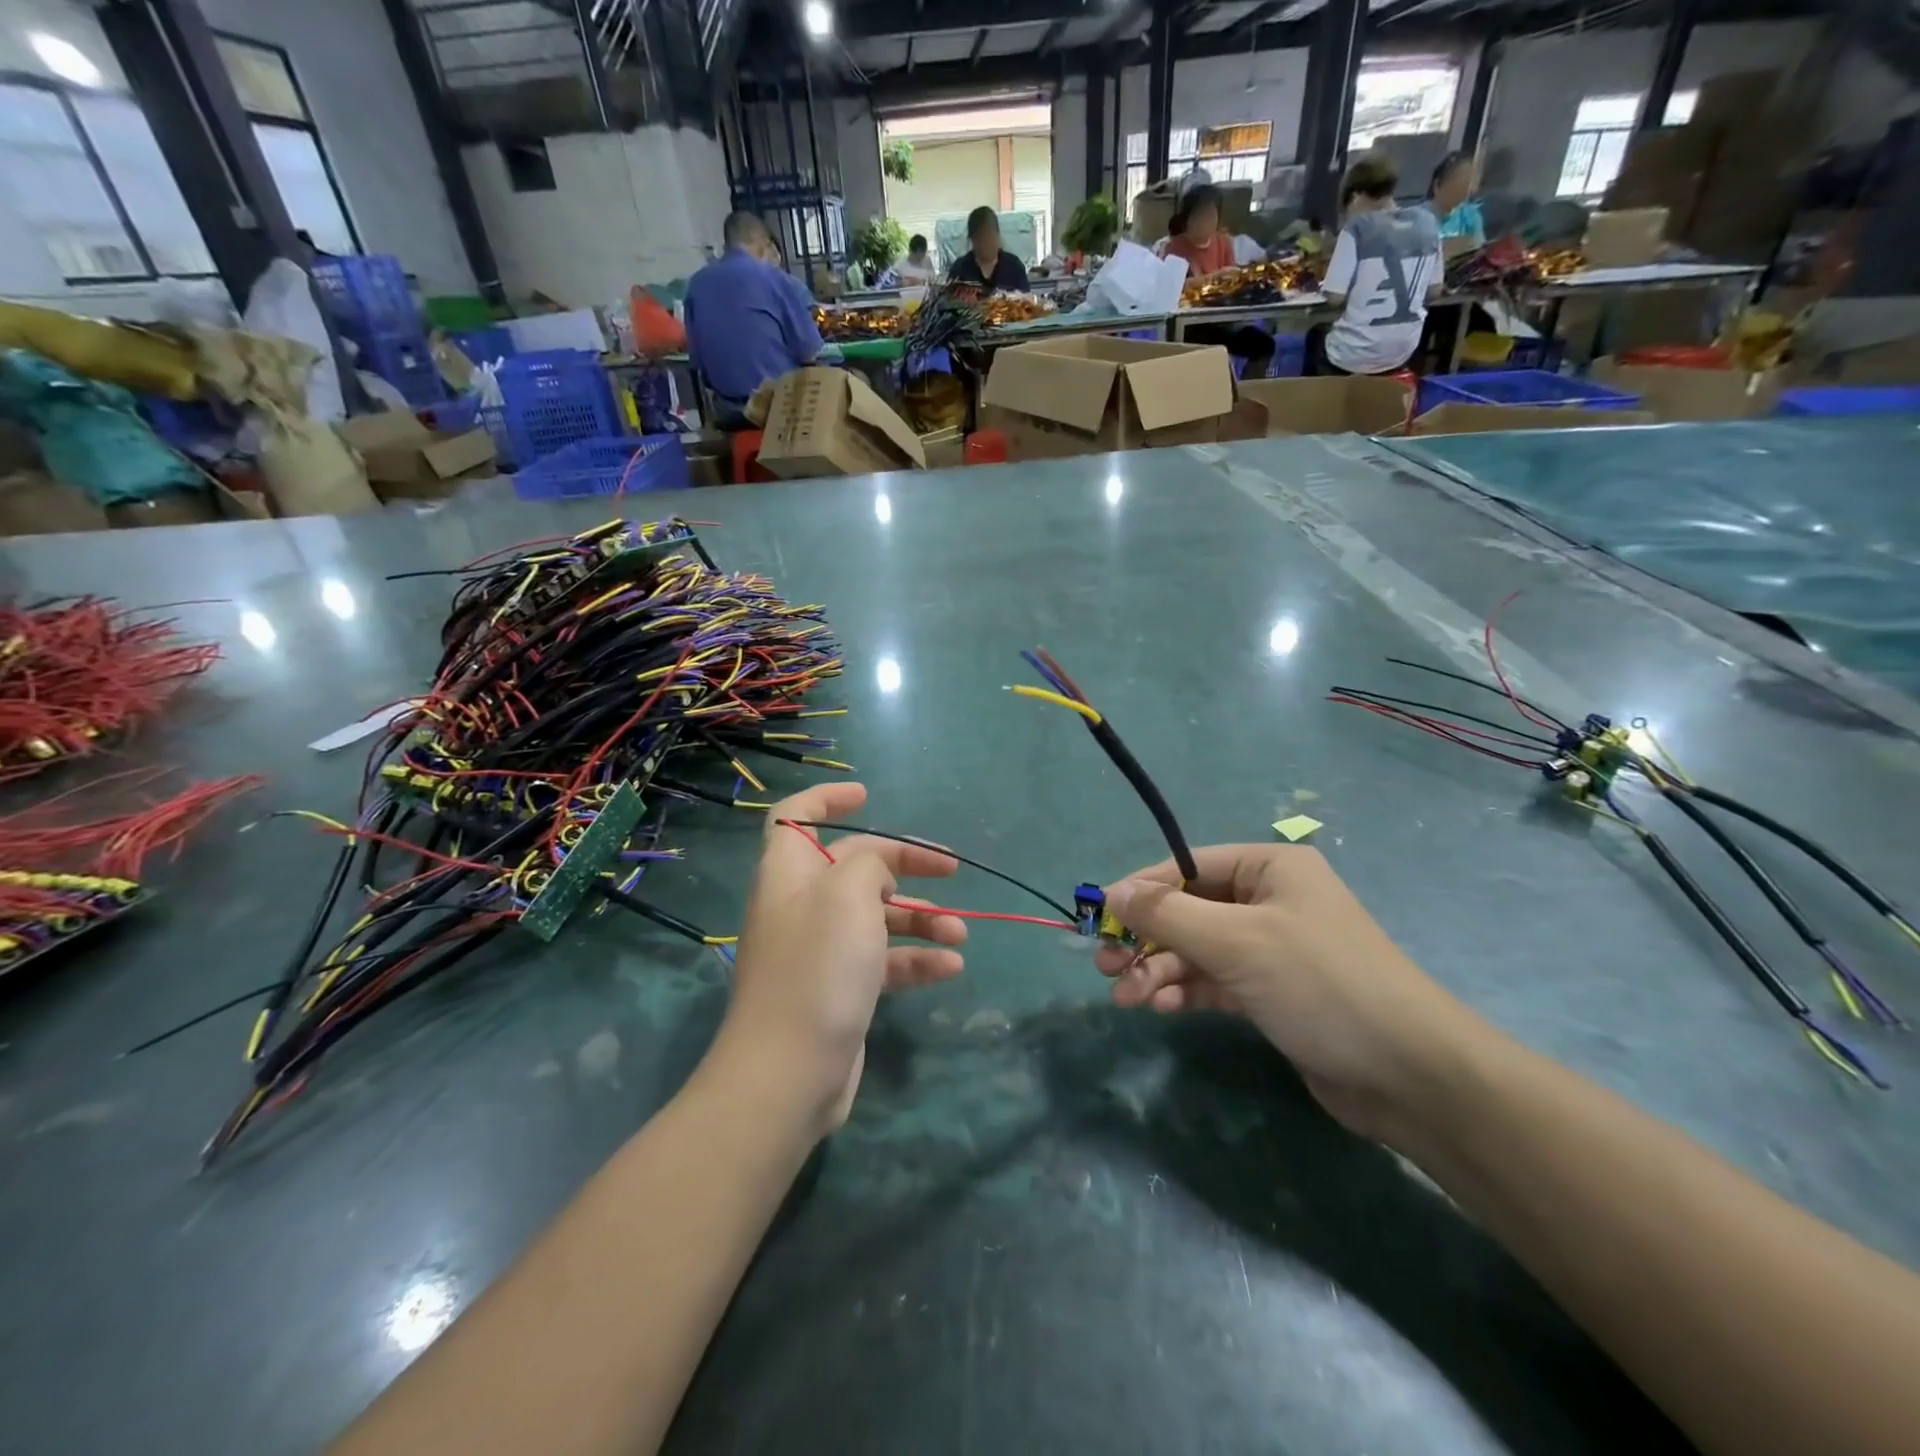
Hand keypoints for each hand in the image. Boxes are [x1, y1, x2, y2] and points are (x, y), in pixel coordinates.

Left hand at [720, 782, 964, 1133]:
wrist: (789, 1072)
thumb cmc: (817, 967)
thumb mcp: (848, 893)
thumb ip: (868, 861)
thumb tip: (875, 869)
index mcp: (790, 872)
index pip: (795, 817)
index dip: (826, 799)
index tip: (868, 796)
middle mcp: (802, 904)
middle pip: (855, 866)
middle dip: (903, 863)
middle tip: (950, 868)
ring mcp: (821, 950)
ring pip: (876, 916)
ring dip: (921, 919)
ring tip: (960, 933)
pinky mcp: (840, 988)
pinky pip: (883, 960)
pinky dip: (916, 960)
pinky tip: (951, 968)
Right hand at [1093, 846, 1476, 1142]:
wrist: (1409, 1076)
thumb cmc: (1320, 984)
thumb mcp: (1236, 941)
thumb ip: (1168, 915)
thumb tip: (1110, 892)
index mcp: (1269, 868)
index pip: (1186, 867)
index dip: (1139, 890)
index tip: (1096, 917)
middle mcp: (1268, 900)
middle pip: (1187, 910)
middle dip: (1146, 938)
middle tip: (1104, 964)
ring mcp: (1270, 948)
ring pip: (1196, 949)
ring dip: (1158, 970)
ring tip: (1125, 997)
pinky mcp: (1270, 992)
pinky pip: (1213, 980)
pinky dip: (1185, 991)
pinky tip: (1160, 1007)